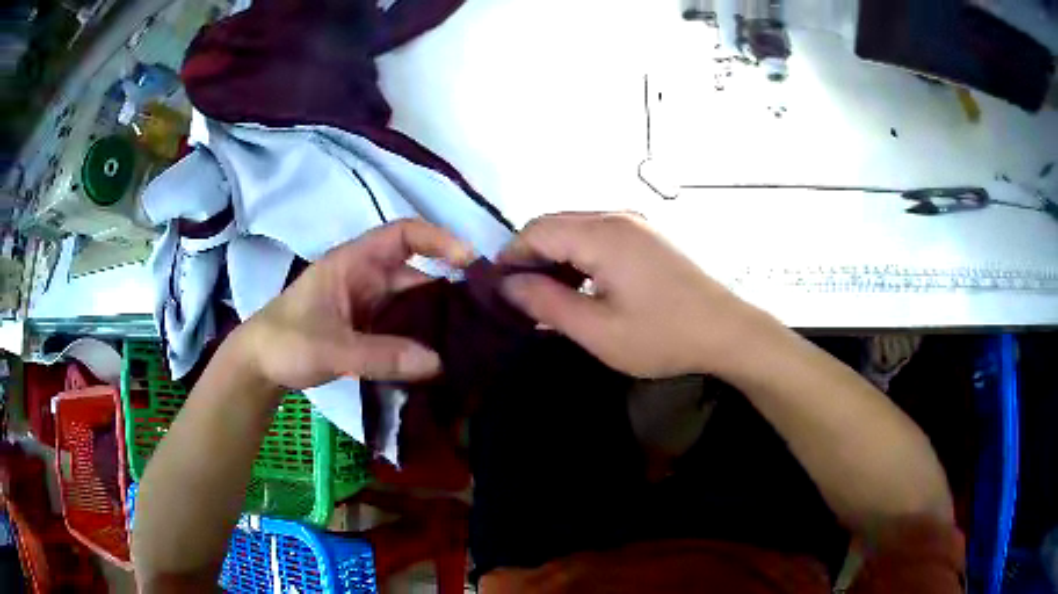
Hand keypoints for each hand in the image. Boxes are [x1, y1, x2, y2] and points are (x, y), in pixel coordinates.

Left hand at [232, 219, 474, 390]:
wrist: (258, 367)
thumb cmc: (286, 342)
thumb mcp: (331, 348)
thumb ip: (382, 355)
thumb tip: (439, 363)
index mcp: (354, 263)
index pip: (403, 235)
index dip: (438, 239)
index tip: (470, 262)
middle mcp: (366, 279)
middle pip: (415, 273)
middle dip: (448, 288)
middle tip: (484, 314)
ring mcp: (367, 306)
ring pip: (411, 305)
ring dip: (436, 319)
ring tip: (471, 340)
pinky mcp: (367, 331)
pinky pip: (402, 329)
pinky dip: (421, 340)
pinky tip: (441, 359)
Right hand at [500, 212, 770, 377]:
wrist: (726, 331)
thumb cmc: (662, 335)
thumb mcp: (598, 330)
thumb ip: (547, 303)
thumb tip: (507, 285)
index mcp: (603, 234)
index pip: (536, 230)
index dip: (511, 257)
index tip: (498, 290)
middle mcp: (616, 217)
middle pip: (555, 224)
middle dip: (530, 256)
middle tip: (520, 296)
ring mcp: (635, 224)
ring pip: (576, 229)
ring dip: (555, 257)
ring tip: (546, 295)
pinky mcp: (646, 237)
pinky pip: (598, 237)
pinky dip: (579, 256)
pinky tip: (579, 286)